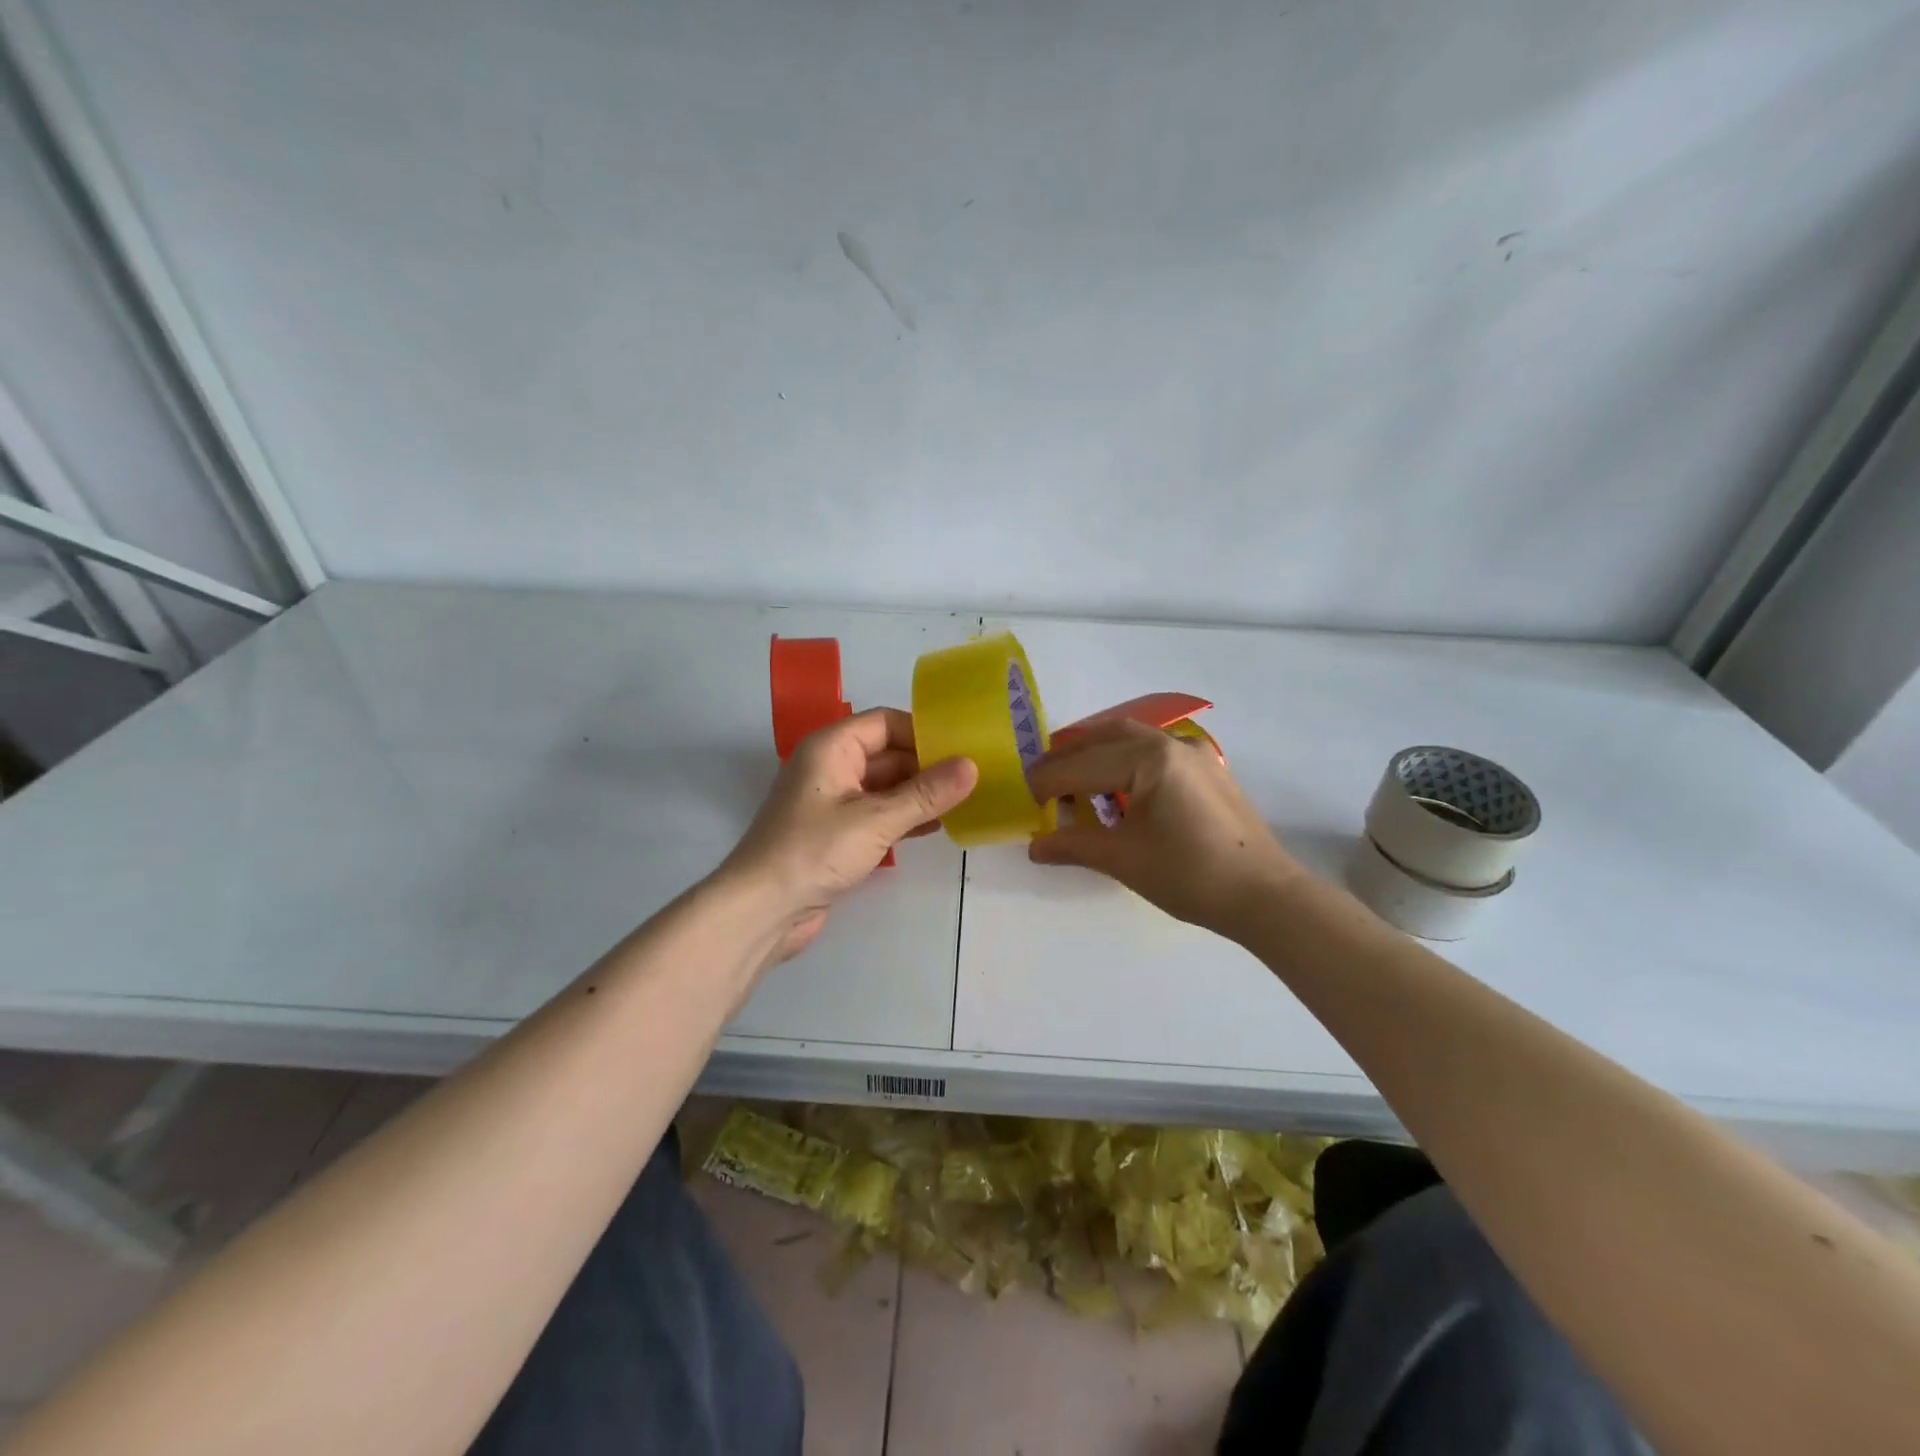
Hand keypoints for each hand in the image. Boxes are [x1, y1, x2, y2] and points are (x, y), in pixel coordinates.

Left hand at [721, 708, 978, 961]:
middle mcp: (831, 766)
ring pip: (886, 785)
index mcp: (832, 747)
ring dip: (919, 793)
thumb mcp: (876, 820)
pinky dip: (905, 816)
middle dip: (927, 765)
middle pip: (888, 753)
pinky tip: (936, 827)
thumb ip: (926, 793)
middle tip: (973, 778)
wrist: (762, 910)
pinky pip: (878, 813)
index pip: (886, 722)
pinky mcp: (837, 832)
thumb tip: (972, 766)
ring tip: (964, 802)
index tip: (963, 748)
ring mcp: (833, 801)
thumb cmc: (814, 851)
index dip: (923, 731)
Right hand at [1025, 718, 1302, 935]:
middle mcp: (1172, 743)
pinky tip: (1115, 789)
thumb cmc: (1189, 876)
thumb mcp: (1123, 860)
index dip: (1046, 781)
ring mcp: (1195, 752)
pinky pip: (1154, 751)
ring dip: (1096, 754)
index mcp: (1149, 759)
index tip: (1021, 796)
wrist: (1265, 897)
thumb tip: (1034, 847)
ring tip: (1071, 782)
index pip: (1082, 765)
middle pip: (1105, 737)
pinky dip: (1124, 761)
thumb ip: (1073, 845)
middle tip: (1040, 781)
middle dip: (1068, 757)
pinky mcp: (1207, 768)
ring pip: (1131, 739)